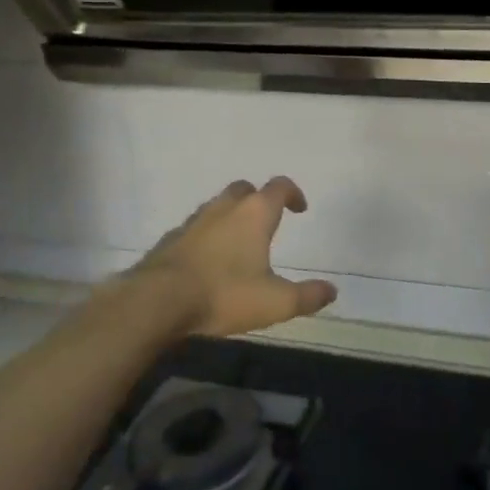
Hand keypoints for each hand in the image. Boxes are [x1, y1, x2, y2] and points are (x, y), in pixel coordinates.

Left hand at [111, 176, 336, 337]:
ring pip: (217, 206)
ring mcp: (194, 221)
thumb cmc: (224, 294)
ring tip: (238, 243)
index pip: (279, 187)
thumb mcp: (275, 302)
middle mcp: (224, 208)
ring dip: (231, 216)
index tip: (300, 208)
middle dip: (258, 199)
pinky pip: (195, 228)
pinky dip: (207, 236)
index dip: (293, 193)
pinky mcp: (171, 239)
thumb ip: (307, 296)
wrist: (157, 302)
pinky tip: (207, 261)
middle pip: (245, 189)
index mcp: (254, 214)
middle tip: (267, 221)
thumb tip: (332, 291)